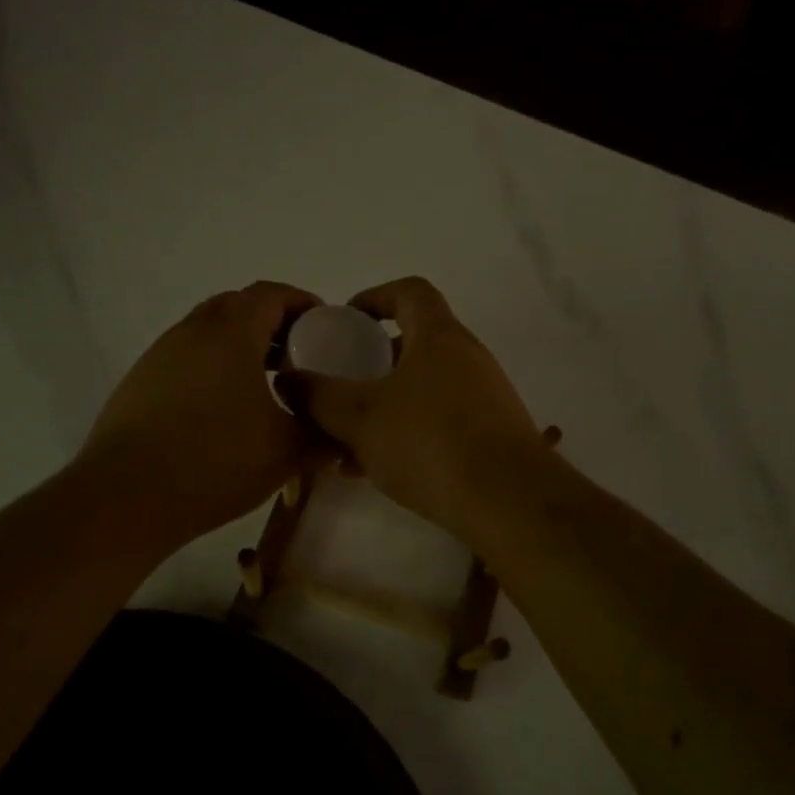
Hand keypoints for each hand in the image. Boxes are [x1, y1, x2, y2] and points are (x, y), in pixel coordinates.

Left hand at [80, 281, 321, 543]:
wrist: (126, 497)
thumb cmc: (216, 461)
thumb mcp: (287, 452)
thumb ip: (325, 436)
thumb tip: (345, 435)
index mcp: (231, 332)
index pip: (271, 294)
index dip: (302, 303)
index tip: (325, 326)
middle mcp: (191, 331)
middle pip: (237, 307)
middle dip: (271, 324)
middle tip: (296, 357)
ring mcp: (159, 356)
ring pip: (207, 334)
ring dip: (239, 347)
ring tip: (262, 387)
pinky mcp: (138, 384)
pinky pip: (185, 360)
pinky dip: (211, 369)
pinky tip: (220, 413)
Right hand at [277, 277, 544, 542]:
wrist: (508, 501)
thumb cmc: (429, 442)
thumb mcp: (359, 417)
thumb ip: (317, 395)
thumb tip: (287, 379)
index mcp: (439, 337)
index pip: (408, 292)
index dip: (374, 297)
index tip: (345, 320)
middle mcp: (468, 359)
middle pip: (414, 344)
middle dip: (371, 363)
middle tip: (339, 386)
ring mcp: (484, 399)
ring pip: (422, 390)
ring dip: (384, 406)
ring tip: (345, 440)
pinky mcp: (490, 437)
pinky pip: (438, 423)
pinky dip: (405, 434)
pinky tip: (374, 470)